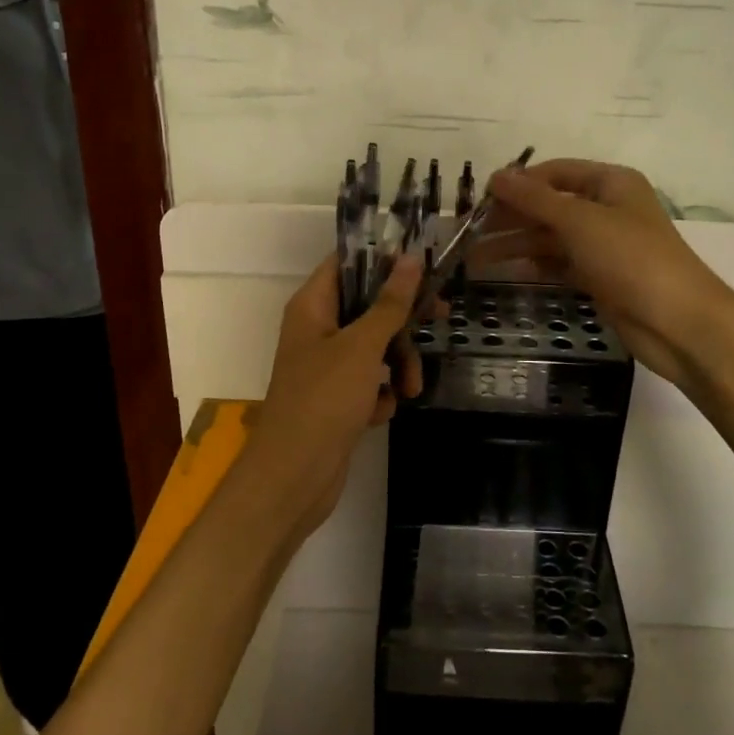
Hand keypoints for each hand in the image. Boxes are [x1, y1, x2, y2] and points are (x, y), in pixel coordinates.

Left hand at [252, 253, 423, 540]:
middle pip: (368, 306)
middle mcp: (317, 330)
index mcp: (312, 306)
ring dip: (398, 364)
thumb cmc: (323, 399)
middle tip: (440, 317)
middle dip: (402, 320)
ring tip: (411, 389)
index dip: (382, 259)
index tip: (421, 264)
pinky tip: (381, 411)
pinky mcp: (336, 398)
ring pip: (375, 347)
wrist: (294, 476)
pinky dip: (381, 394)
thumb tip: (409, 258)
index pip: (347, 263)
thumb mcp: (362, 346)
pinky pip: (369, 382)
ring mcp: (326, 366)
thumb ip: (390, 303)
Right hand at [484, 158, 733, 384]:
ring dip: (515, 244)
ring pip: (550, 238)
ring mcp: (604, 246)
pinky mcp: (600, 278)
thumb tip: (496, 175)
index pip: (555, 172)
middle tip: (470, 231)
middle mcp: (607, 209)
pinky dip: (534, 265)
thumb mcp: (580, 221)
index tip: (481, 198)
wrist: (678, 323)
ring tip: (474, 257)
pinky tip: (505, 270)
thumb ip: (535, 198)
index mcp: (610, 183)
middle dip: (511, 216)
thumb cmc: (631, 258)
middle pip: (550, 206)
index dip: (519, 182)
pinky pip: (559, 264)